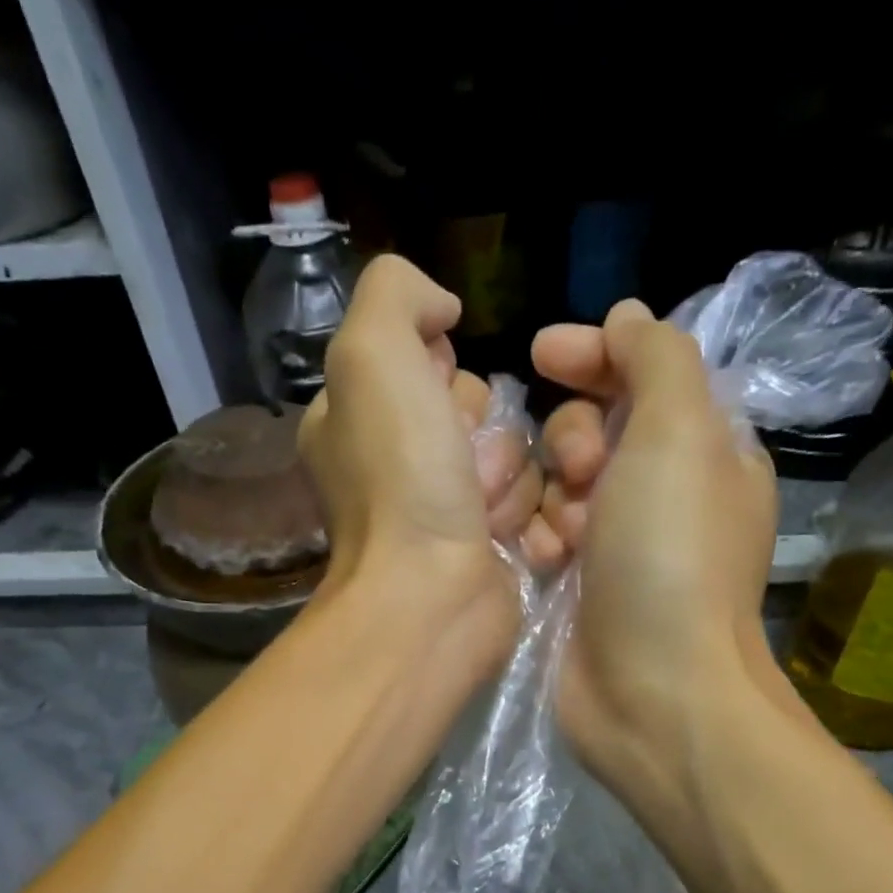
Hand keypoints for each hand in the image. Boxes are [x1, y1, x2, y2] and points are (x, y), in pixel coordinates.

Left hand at [299, 256, 542, 658]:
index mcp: (358, 420)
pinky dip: (529, 517)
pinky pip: (534, 505)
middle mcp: (398, 465)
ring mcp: (444, 513)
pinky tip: (507, 540)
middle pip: (479, 409)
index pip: (427, 362)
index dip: (443, 374)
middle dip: (483, 432)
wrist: (432, 597)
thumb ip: (396, 294)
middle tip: (463, 471)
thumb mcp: (372, 355)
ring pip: (515, 457)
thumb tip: (442, 310)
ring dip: (510, 480)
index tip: (434, 404)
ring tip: (484, 516)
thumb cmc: (400, 480)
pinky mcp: (488, 550)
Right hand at [530, 299, 784, 812]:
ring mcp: (616, 548)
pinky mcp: (577, 591)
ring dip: (552, 499)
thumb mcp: (680, 434)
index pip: (642, 376)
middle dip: (573, 441)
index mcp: (702, 451)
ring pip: (555, 487)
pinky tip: (543, 565)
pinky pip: (540, 539)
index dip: (593, 356)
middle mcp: (661, 495)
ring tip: (564, 539)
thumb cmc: (670, 557)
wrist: (651, 691)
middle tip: (581, 475)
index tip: (541, 353)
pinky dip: (539, 543)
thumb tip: (628, 318)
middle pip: (592, 430)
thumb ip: (656, 360)